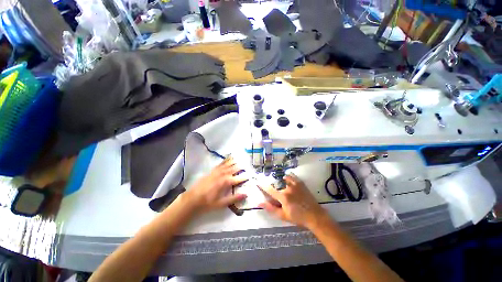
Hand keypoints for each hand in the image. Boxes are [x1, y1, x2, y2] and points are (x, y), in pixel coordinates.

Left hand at [184, 157, 247, 213]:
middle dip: (241, 167)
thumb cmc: (208, 202)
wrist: (193, 198)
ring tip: (241, 159)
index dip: (245, 177)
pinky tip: (229, 157)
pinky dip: (226, 160)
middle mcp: (223, 174)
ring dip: (235, 162)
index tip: (251, 175)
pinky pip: (221, 163)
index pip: (238, 179)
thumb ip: (234, 198)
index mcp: (226, 182)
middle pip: (234, 169)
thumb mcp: (221, 203)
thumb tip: (245, 194)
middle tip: (247, 165)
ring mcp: (217, 171)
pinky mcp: (213, 170)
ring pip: (229, 164)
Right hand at [258, 174, 327, 228]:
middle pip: (277, 183)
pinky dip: (288, 176)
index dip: (263, 186)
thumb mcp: (283, 215)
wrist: (314, 216)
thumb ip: (271, 208)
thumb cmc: (297, 217)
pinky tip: (287, 178)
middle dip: (273, 185)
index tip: (257, 182)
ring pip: (284, 178)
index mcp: (283, 196)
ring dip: (280, 180)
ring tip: (280, 182)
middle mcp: (288, 188)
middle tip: (273, 189)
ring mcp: (295, 184)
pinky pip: (292, 176)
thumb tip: (259, 203)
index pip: (270, 189)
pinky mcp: (301, 183)